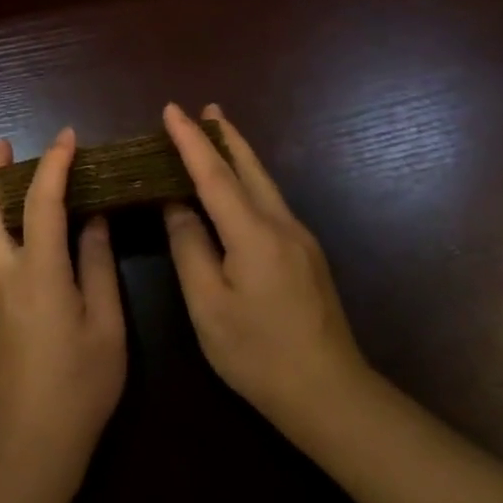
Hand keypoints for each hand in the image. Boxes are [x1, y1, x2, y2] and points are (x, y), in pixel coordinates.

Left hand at [0, 130, 126, 500]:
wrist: (28, 451)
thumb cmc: (78, 389)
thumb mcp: (106, 328)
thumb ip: (98, 267)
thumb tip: (94, 221)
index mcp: (39, 275)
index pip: (41, 203)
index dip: (54, 164)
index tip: (68, 137)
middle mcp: (5, 276)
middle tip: (3, 144)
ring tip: (22, 178)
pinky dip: (8, 228)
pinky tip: (35, 236)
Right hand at [162, 103, 368, 438]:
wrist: (331, 394)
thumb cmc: (259, 354)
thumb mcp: (209, 306)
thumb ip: (190, 248)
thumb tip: (176, 206)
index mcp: (253, 233)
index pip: (214, 174)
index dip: (190, 141)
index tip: (171, 110)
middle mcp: (281, 224)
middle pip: (249, 167)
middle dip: (225, 135)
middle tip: (206, 108)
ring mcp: (300, 239)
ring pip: (264, 182)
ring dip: (239, 155)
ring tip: (220, 133)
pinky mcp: (307, 255)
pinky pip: (271, 201)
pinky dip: (249, 181)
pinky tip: (241, 187)